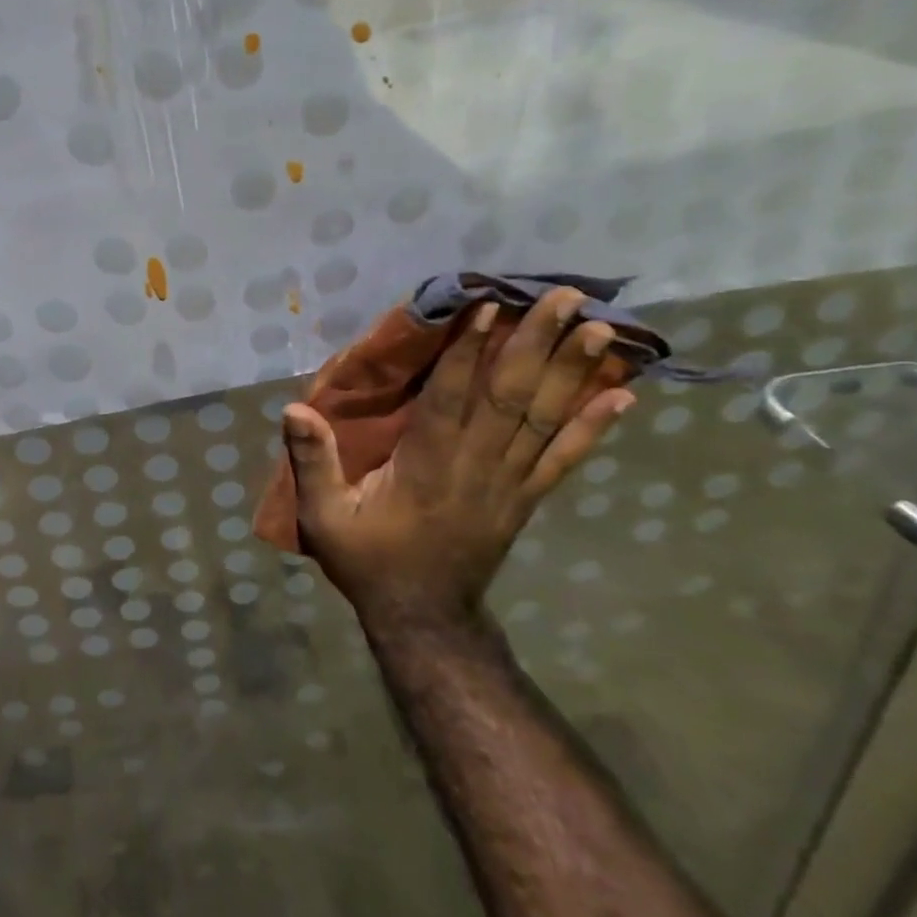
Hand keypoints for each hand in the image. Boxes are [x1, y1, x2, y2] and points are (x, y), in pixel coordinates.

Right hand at [281, 288, 635, 630]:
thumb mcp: (323, 517)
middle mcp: (477, 467)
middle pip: (512, 397)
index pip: (453, 398)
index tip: (490, 307)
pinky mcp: (525, 499)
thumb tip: (294, 408)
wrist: (423, 618)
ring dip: (574, 373)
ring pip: (545, 420)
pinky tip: (622, 398)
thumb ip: (313, 462)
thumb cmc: (368, 561)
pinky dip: (593, 428)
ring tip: (602, 330)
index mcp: (427, 466)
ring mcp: (508, 484)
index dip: (471, 351)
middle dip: (539, 343)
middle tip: (568, 298)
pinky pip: (564, 459)